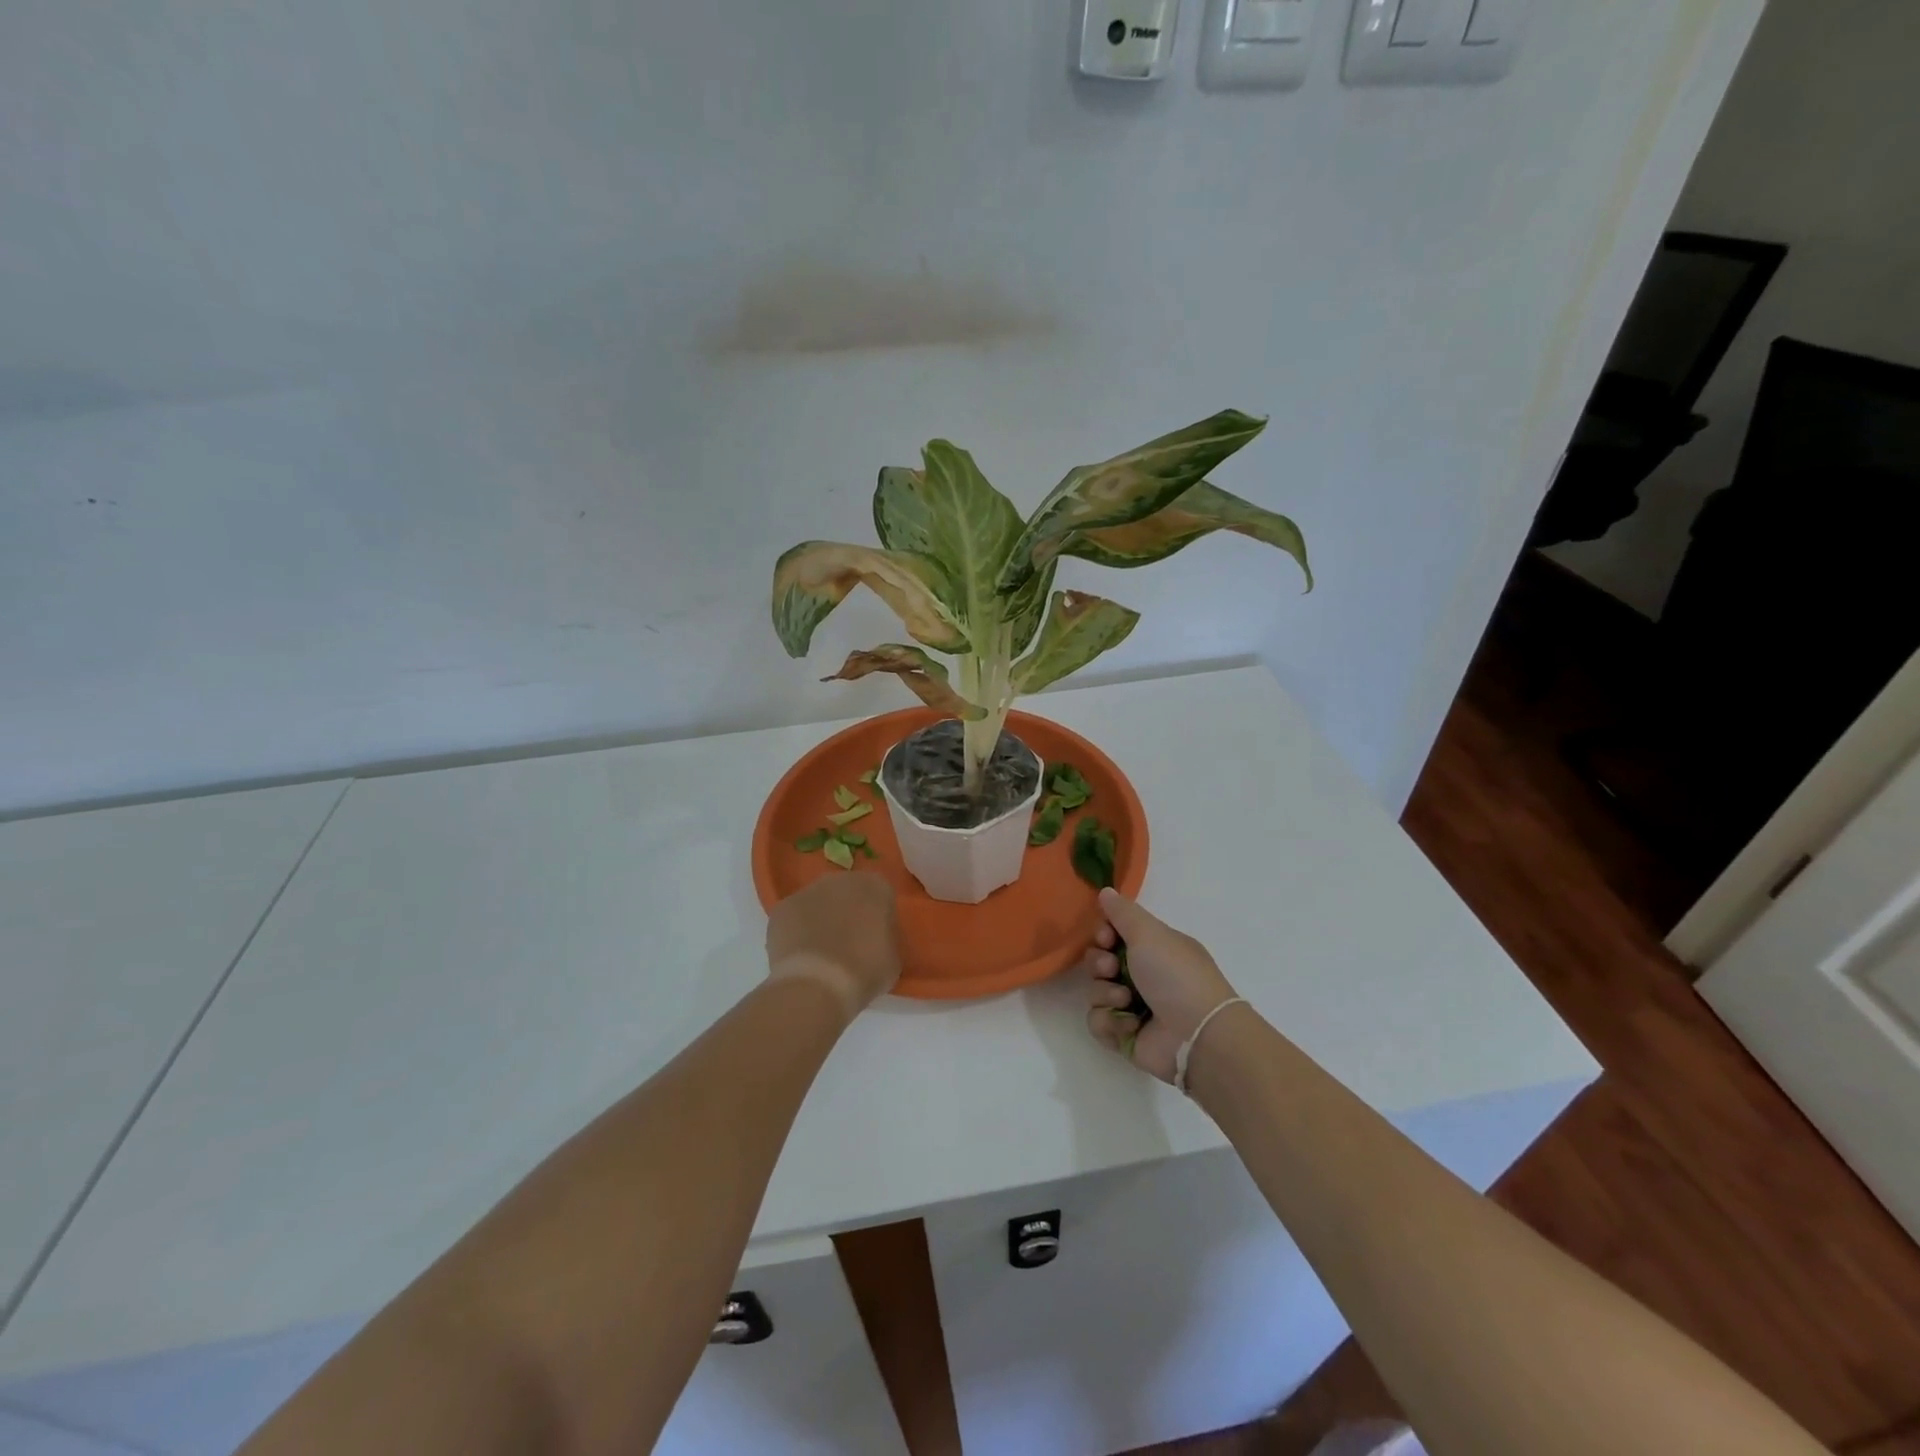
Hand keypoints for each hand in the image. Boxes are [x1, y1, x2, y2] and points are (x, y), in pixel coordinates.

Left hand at [766, 873, 901, 1019]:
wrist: (817, 985)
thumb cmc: (865, 971)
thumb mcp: (893, 958)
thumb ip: (886, 938)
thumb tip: (876, 940)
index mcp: (875, 886)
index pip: (881, 895)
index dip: (879, 917)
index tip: (876, 939)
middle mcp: (841, 879)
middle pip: (847, 892)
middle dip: (848, 912)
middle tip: (849, 944)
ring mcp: (807, 891)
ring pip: (818, 902)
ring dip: (820, 919)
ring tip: (822, 954)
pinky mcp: (781, 908)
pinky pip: (794, 918)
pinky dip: (796, 932)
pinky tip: (801, 957)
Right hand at [1081, 889, 1237, 1083]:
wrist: (1196, 1034)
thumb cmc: (1175, 976)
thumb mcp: (1150, 933)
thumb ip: (1123, 912)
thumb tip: (1106, 891)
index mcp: (1153, 949)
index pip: (1113, 935)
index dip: (1103, 934)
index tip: (1106, 937)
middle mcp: (1142, 976)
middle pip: (1099, 962)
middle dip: (1099, 964)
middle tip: (1112, 969)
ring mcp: (1132, 1007)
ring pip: (1094, 992)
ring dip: (1105, 994)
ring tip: (1126, 1001)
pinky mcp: (1125, 1035)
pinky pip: (1098, 1022)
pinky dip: (1110, 1022)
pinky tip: (1130, 1024)